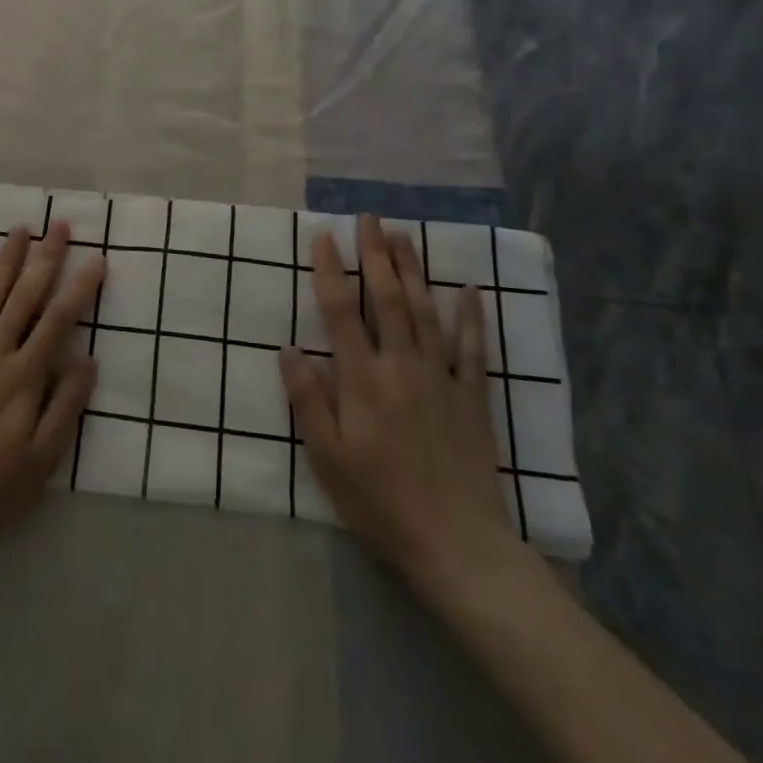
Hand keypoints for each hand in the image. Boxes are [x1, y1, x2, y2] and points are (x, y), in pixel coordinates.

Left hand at [0, 221, 101, 563]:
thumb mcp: (43, 459)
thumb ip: (66, 405)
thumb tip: (88, 358)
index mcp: (24, 377)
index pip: (58, 320)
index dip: (79, 288)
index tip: (97, 259)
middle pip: (24, 297)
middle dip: (45, 259)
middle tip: (59, 226)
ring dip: (4, 262)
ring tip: (19, 230)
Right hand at [280, 214, 522, 605]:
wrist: (457, 544)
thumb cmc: (380, 501)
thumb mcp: (327, 457)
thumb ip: (308, 399)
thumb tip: (289, 348)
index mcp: (362, 379)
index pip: (341, 311)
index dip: (330, 270)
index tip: (323, 236)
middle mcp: (401, 365)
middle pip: (387, 298)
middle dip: (375, 254)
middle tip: (369, 218)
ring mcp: (441, 377)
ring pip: (425, 311)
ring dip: (413, 270)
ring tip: (404, 235)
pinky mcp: (472, 396)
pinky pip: (474, 347)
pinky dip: (472, 315)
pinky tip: (470, 287)